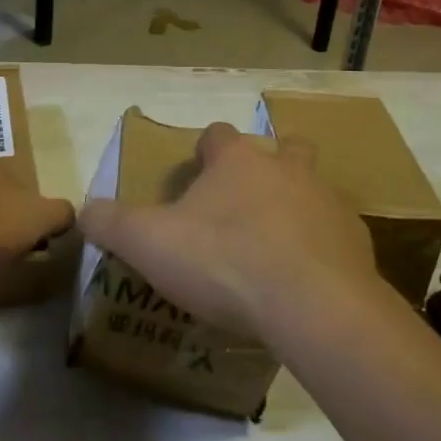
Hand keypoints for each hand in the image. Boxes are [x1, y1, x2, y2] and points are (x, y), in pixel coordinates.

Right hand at [80, 120, 380, 340]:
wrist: (313, 305)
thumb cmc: (225, 262)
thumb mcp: (150, 243)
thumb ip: (111, 223)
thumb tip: (84, 210)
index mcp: (237, 161)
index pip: (218, 134)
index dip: (206, 151)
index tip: (197, 176)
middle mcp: (286, 168)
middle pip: (282, 148)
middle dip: (267, 166)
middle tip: (247, 203)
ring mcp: (327, 201)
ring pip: (313, 189)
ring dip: (297, 207)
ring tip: (277, 248)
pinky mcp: (356, 240)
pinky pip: (336, 235)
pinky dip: (322, 250)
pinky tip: (307, 283)